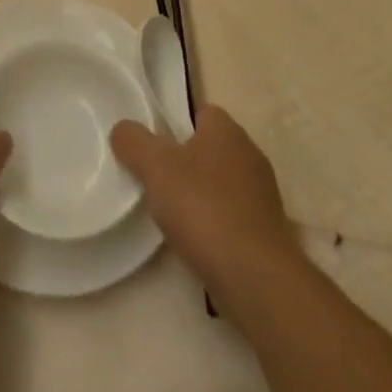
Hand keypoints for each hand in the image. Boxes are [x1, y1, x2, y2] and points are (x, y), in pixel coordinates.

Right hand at [111, 104, 302, 300]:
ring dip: (202, 196)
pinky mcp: (269, 233)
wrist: (256, 278)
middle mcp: (251, 154)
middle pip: (211, 148)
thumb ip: (134, 141)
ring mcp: (264, 196)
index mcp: (227, 130)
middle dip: (187, 162)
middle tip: (158, 180)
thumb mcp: (155, 167)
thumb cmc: (204, 208)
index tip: (155, 146)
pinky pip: (235, 216)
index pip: (201, 112)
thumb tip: (123, 129)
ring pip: (223, 184)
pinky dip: (217, 224)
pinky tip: (199, 242)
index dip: (176, 124)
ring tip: (174, 216)